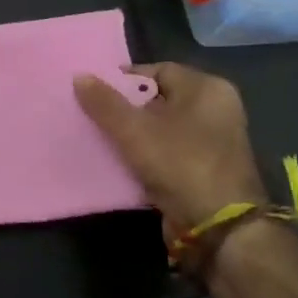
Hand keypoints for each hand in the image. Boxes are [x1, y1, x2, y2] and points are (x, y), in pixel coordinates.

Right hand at [74, 62, 268, 256]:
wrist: (218, 226)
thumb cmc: (180, 163)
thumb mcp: (133, 130)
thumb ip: (104, 102)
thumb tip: (79, 76)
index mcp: (207, 89)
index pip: (157, 70)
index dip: (124, 80)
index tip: (95, 93)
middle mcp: (215, 110)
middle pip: (158, 99)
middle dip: (125, 108)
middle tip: (93, 116)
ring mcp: (213, 142)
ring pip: (161, 128)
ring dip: (133, 134)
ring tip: (101, 138)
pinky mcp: (205, 169)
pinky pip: (167, 152)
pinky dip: (145, 155)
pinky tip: (120, 162)